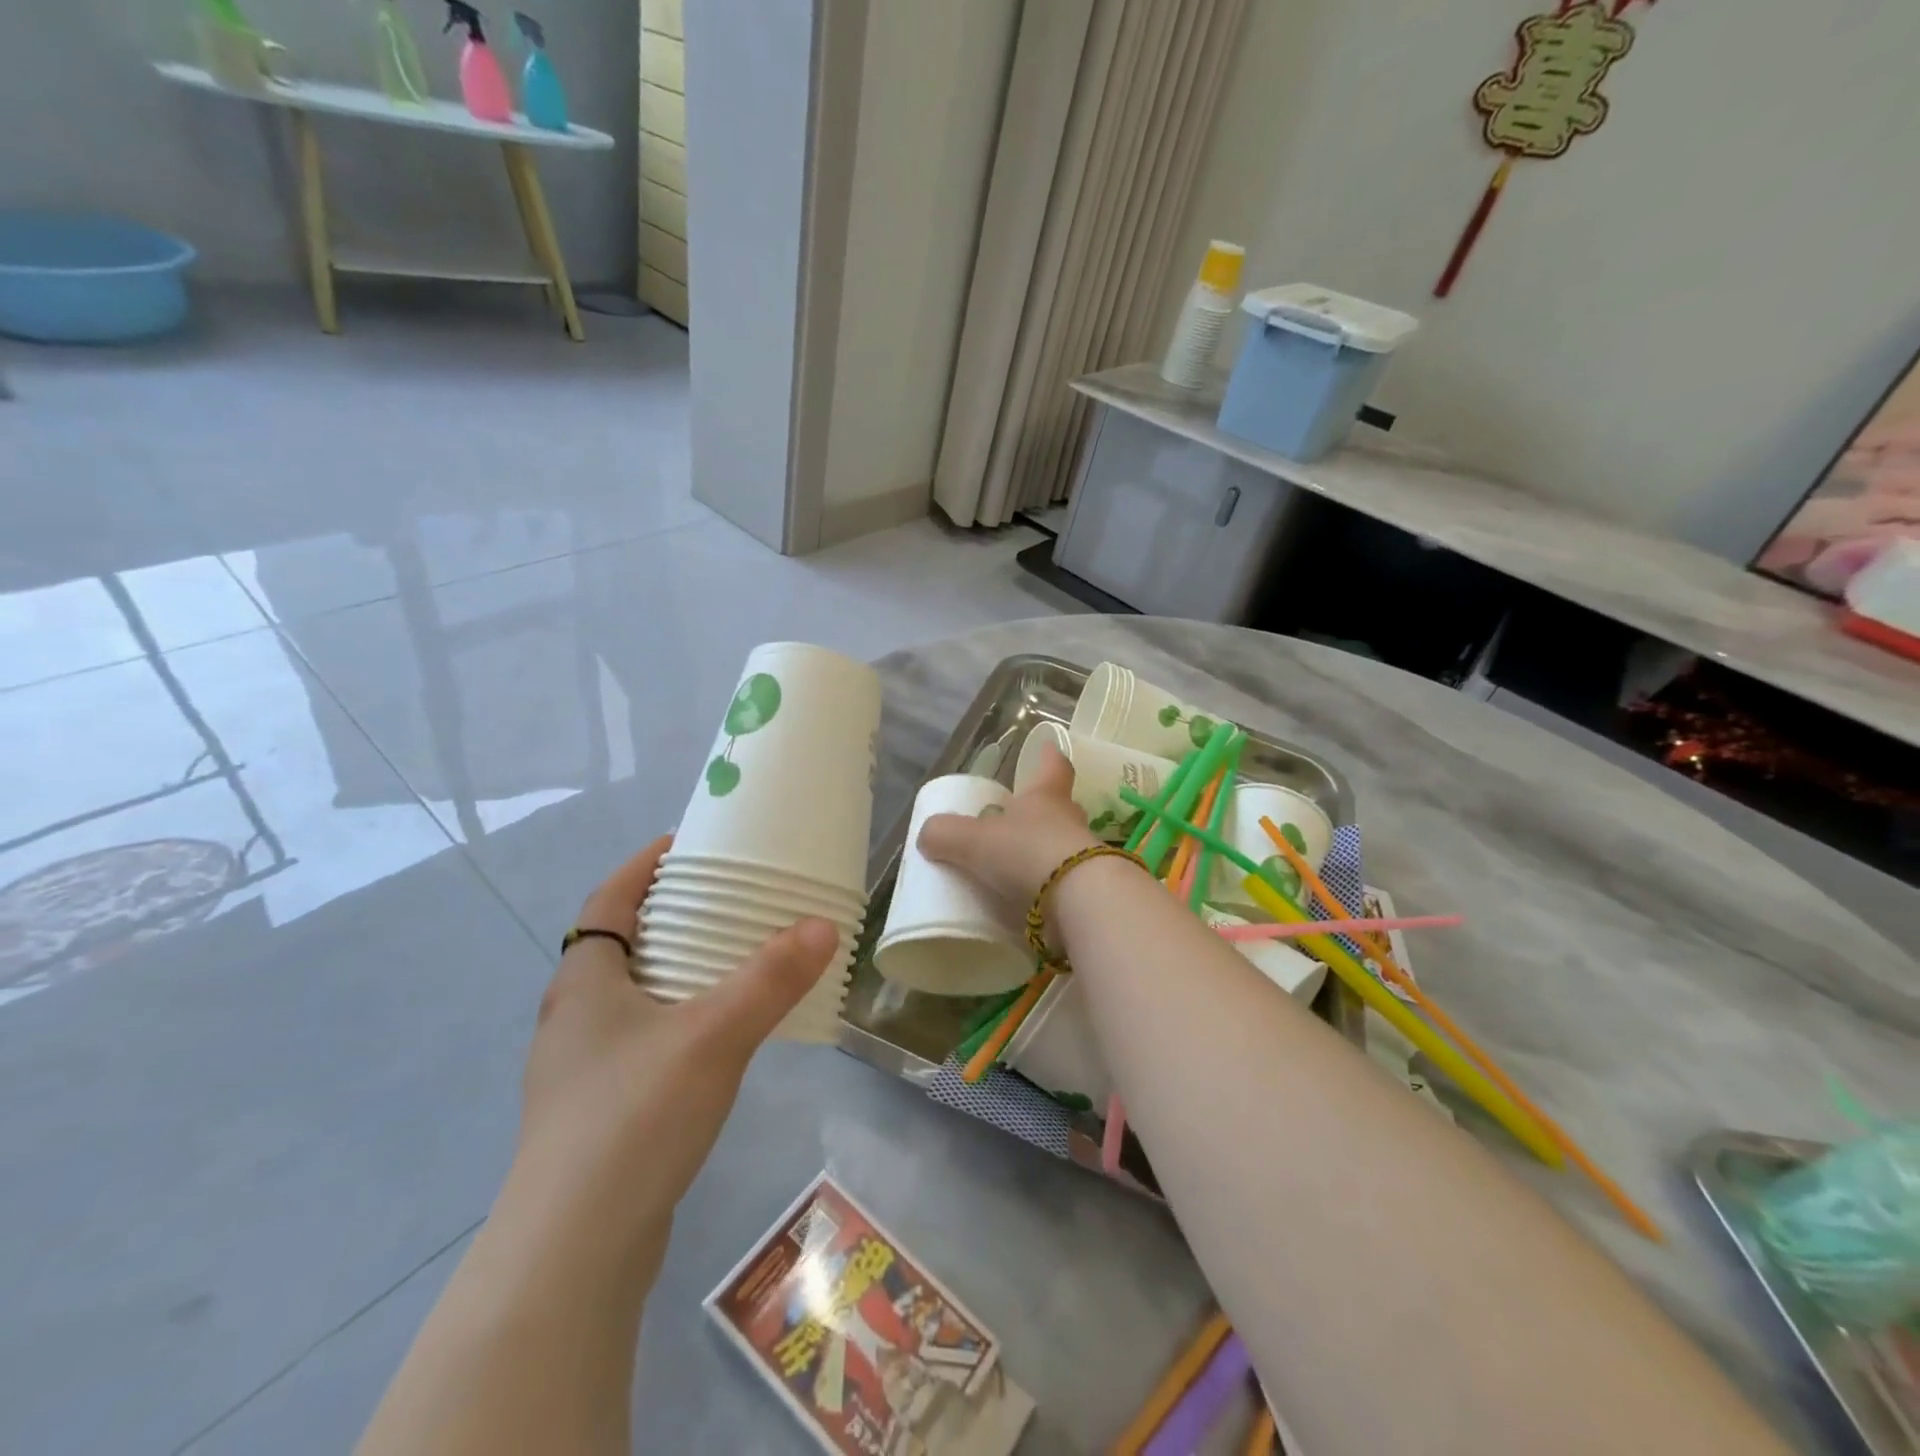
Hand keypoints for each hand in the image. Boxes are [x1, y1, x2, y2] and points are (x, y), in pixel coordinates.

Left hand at [510, 835, 838, 1256]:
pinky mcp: (596, 1111)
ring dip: (678, 971)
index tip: (690, 845)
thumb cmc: (633, 1117)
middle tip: (730, 900)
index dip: (645, 866)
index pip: (608, 899)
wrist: (574, 1251)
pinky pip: (642, 1039)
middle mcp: (573, 1017)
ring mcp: (579, 1069)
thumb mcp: (713, 1035)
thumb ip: (771, 978)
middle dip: (673, 916)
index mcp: (584, 981)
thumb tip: (823, 924)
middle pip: (622, 944)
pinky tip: (719, 1039)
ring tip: (735, 962)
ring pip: (633, 996)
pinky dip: (679, 1019)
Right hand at [916, 739, 1100, 922]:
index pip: (1053, 766)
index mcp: (1046, 797)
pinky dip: (1046, 890)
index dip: (1048, 756)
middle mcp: (1069, 821)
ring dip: (1043, 853)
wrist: (1079, 902)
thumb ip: (945, 834)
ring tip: (1015, 867)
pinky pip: (1064, 884)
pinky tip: (1026, 903)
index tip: (1047, 748)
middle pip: (1059, 806)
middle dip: (1040, 811)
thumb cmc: (1026, 853)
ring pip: (1063, 846)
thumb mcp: (973, 841)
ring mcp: (1083, 858)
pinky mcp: (1088, 892)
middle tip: (1017, 818)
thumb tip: (928, 834)